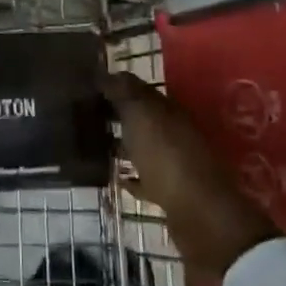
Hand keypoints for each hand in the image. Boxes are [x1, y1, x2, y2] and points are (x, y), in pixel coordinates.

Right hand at [102, 71, 281, 275]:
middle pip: (143, 118)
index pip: (140, 89)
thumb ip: (124, 92)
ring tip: (95, 143)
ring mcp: (176, 163)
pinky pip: (147, 179)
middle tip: (85, 113)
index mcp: (170, 110)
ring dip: (125, 144)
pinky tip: (116, 177)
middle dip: (118, 113)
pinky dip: (133, 177)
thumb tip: (105, 71)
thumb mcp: (141, 115)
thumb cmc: (167, 157)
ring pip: (145, 147)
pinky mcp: (172, 194)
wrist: (200, 215)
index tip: (88, 86)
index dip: (115, 85)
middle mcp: (176, 132)